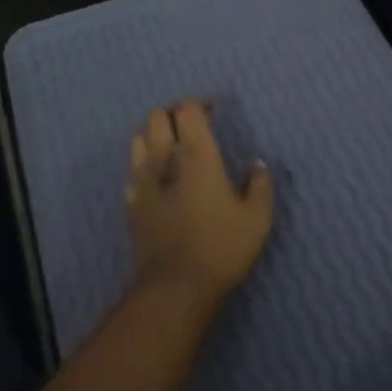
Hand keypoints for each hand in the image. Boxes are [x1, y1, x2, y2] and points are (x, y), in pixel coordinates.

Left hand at [126, 100, 274, 304]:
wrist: (176, 287)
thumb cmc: (221, 247)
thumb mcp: (257, 218)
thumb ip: (260, 185)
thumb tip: (257, 165)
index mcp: (197, 155)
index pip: (187, 110)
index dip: (199, 103)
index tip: (214, 111)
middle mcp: (164, 159)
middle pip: (157, 116)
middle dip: (175, 113)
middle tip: (194, 125)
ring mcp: (142, 180)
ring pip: (139, 137)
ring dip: (155, 133)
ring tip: (173, 146)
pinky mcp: (131, 203)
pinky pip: (132, 168)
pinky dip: (144, 162)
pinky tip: (159, 177)